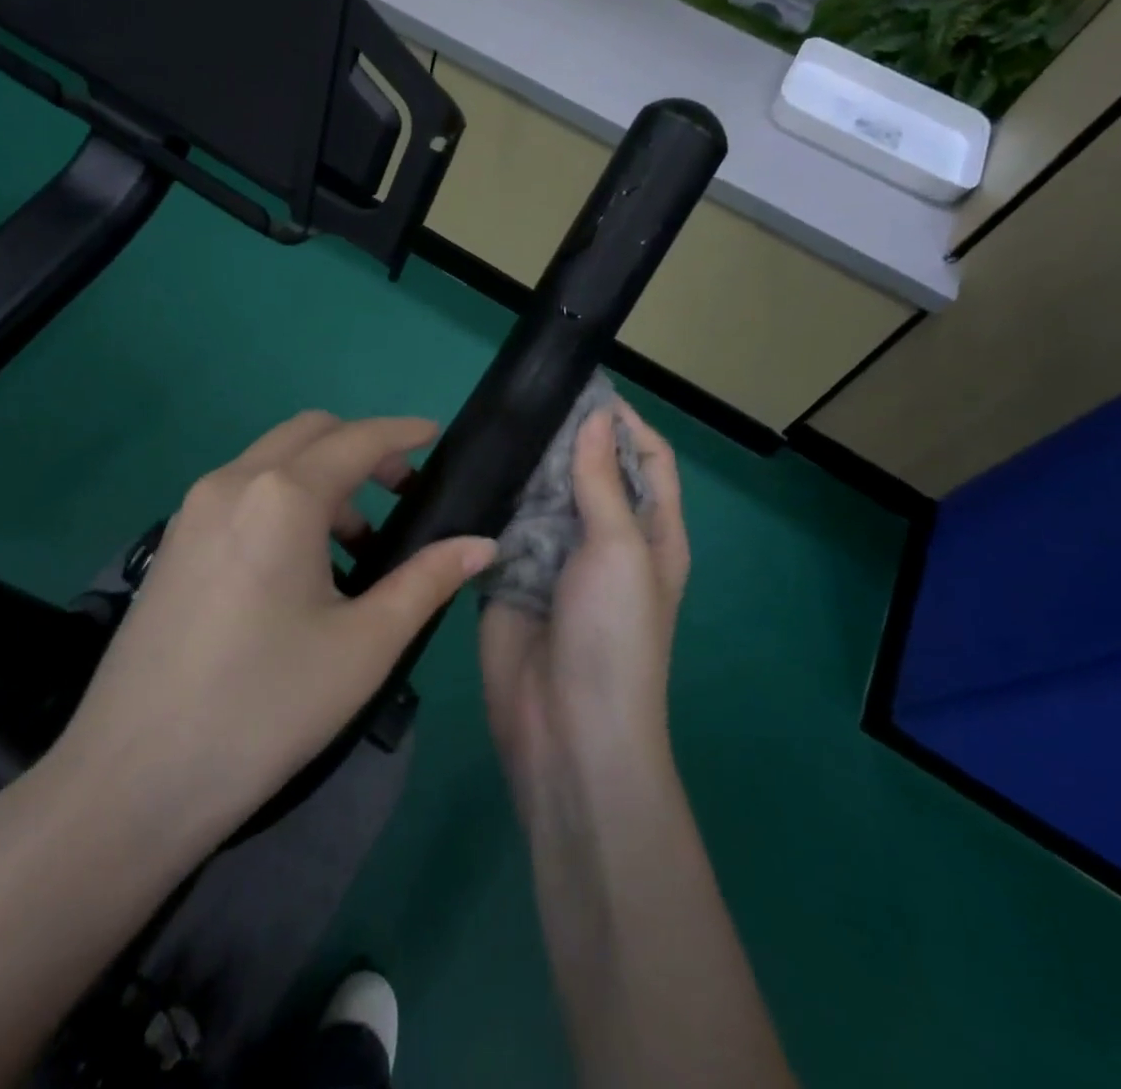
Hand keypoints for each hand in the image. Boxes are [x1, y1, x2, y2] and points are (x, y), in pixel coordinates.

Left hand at [42, 411, 497, 855]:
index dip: (403, 433)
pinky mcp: (174, 542)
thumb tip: (482, 544)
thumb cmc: (266, 706)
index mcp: (282, 496)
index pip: (357, 439)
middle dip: (362, 448)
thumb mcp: (365, 645)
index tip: (436, 436)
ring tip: (358, 546)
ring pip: (272, 461)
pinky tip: (302, 567)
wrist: (133, 780)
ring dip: (323, 478)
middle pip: (310, 433)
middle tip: (403, 493)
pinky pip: (242, 492)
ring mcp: (193, 510)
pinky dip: (285, 500)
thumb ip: (428, 580)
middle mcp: (232, 483)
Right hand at [479, 400, 689, 822]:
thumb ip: (602, 483)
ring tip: (492, 428)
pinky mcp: (510, 578)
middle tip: (524, 403)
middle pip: (589, 473)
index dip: (625, 423)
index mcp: (651, 532)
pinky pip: (502, 530)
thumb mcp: (621, 551)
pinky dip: (491, 504)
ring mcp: (555, 559)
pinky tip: (469, 474)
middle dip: (565, 439)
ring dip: (524, 469)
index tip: (584, 389)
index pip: (648, 460)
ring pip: (541, 497)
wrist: (567, 730)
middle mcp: (605, 540)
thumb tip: (597, 417)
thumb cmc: (613, 636)